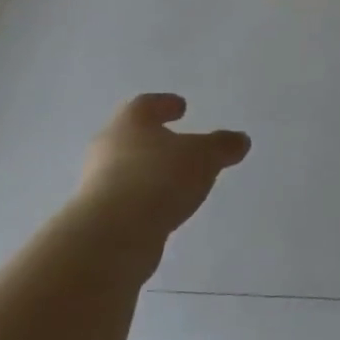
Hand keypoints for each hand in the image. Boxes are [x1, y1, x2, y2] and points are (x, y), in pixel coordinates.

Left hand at [70, 94, 250, 259]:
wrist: (112, 235)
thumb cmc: (159, 179)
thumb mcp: (203, 157)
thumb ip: (222, 146)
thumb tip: (240, 139)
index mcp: (130, 122)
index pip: (147, 105)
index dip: (165, 104)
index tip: (181, 107)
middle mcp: (108, 147)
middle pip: (133, 136)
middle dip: (156, 139)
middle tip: (180, 143)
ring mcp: (99, 182)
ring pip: (128, 168)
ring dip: (150, 171)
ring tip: (177, 180)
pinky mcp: (99, 215)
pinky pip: (127, 198)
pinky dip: (145, 198)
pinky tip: (164, 207)